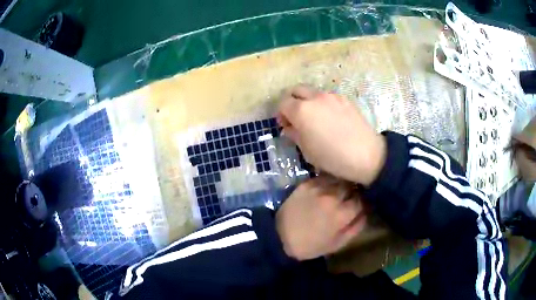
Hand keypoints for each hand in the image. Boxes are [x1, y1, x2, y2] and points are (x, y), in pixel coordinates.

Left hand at [276, 177, 366, 260]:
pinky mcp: (306, 184)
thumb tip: (366, 212)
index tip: (360, 204)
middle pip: (351, 186)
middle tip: (349, 196)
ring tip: (339, 190)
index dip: (362, 202)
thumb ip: (356, 227)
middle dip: (353, 191)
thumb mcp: (338, 243)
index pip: (361, 200)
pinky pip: (324, 177)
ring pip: (338, 179)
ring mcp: (318, 188)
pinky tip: (327, 187)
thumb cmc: (312, 245)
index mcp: (343, 213)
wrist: (281, 237)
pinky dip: (328, 181)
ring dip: (341, 184)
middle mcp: (333, 197)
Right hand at [277, 85, 386, 185]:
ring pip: (313, 92)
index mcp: (302, 110)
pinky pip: (328, 97)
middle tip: (296, 117)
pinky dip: (323, 104)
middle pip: (296, 90)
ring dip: (308, 102)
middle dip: (292, 101)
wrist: (365, 155)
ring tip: (315, 119)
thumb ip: (294, 134)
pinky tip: (330, 119)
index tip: (285, 125)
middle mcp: (315, 97)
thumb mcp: (307, 150)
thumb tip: (289, 127)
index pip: (283, 103)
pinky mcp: (345, 99)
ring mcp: (332, 96)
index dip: (280, 114)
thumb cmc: (332, 157)